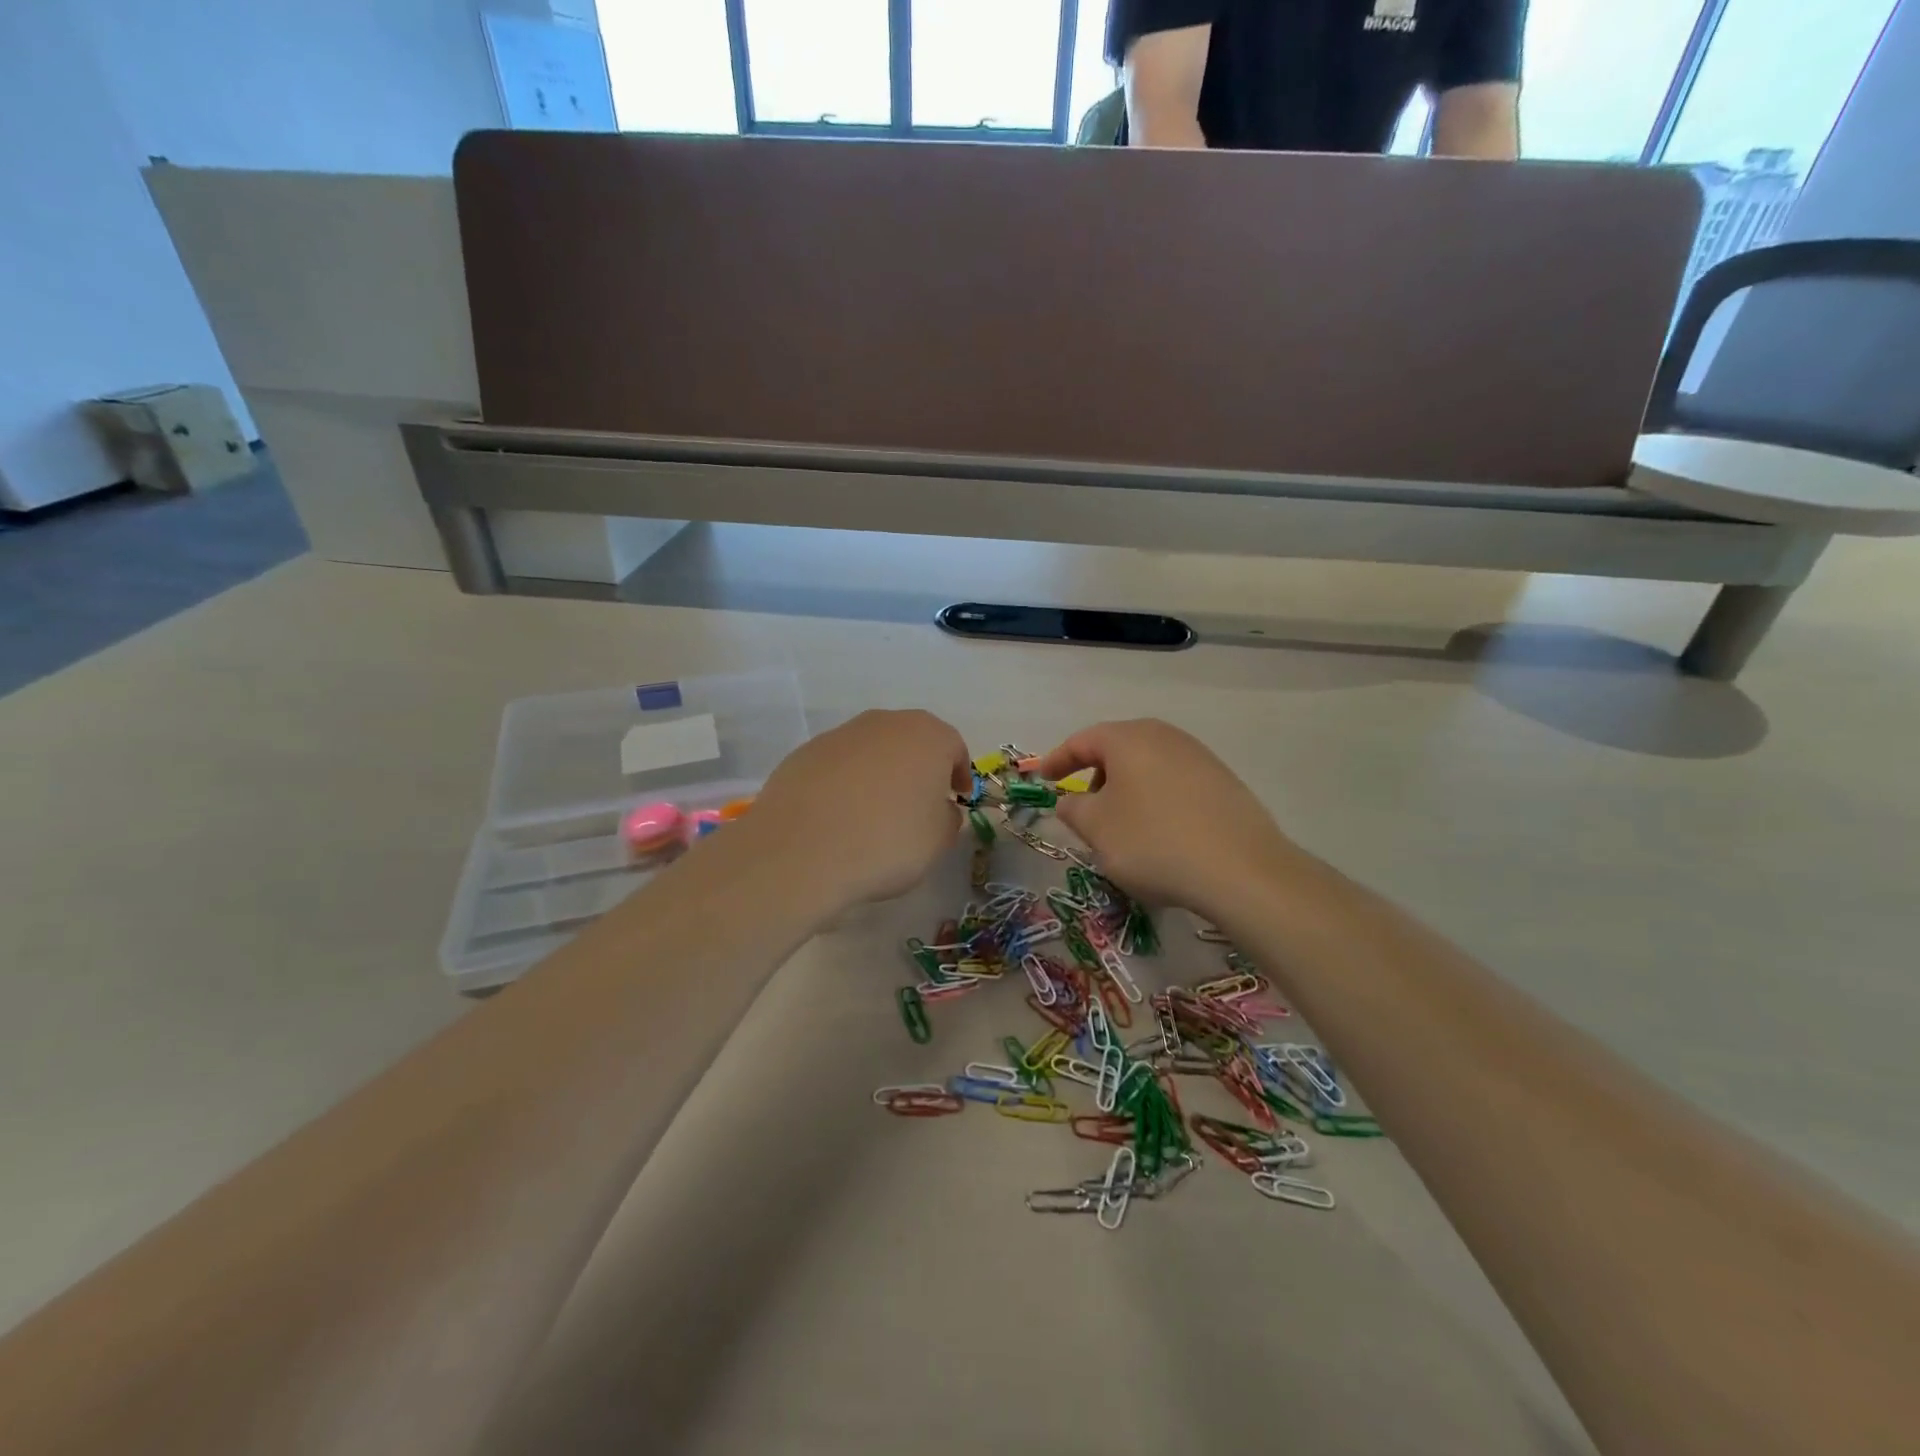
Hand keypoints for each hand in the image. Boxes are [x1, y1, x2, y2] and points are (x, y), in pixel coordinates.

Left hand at [737, 709, 970, 910]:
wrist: (802, 851)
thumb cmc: (887, 841)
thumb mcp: (938, 840)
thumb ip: (947, 817)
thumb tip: (938, 809)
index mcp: (927, 736)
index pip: (954, 748)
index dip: (959, 774)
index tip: (957, 798)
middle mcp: (885, 723)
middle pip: (911, 741)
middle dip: (918, 768)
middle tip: (919, 802)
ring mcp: (840, 734)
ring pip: (872, 750)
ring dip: (880, 773)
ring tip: (875, 812)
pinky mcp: (804, 753)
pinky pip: (838, 766)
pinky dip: (845, 783)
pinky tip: (840, 816)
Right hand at [1036, 719, 1301, 919]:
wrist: (1240, 870)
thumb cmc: (1153, 842)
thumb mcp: (1097, 829)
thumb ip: (1073, 809)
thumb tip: (1070, 801)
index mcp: (1128, 738)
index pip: (1081, 741)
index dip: (1056, 761)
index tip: (1041, 781)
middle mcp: (1165, 736)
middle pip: (1117, 749)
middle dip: (1095, 777)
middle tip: (1084, 809)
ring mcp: (1200, 757)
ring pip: (1148, 767)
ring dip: (1127, 791)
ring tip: (1122, 827)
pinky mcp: (1224, 782)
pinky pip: (1175, 784)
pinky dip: (1156, 801)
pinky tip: (1160, 834)